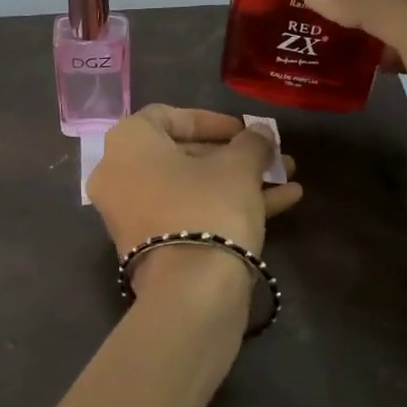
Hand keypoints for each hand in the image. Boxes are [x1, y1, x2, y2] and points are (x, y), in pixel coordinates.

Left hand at [86, 106, 301, 282]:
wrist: (191, 290)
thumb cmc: (209, 207)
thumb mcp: (239, 166)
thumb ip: (251, 142)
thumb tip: (259, 133)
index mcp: (128, 143)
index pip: (168, 116)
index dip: (211, 120)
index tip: (245, 130)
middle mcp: (119, 175)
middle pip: (182, 155)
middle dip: (234, 156)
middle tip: (272, 157)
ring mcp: (131, 214)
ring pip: (190, 188)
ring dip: (239, 181)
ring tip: (288, 178)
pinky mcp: (149, 246)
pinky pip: (187, 214)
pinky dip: (226, 206)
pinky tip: (282, 203)